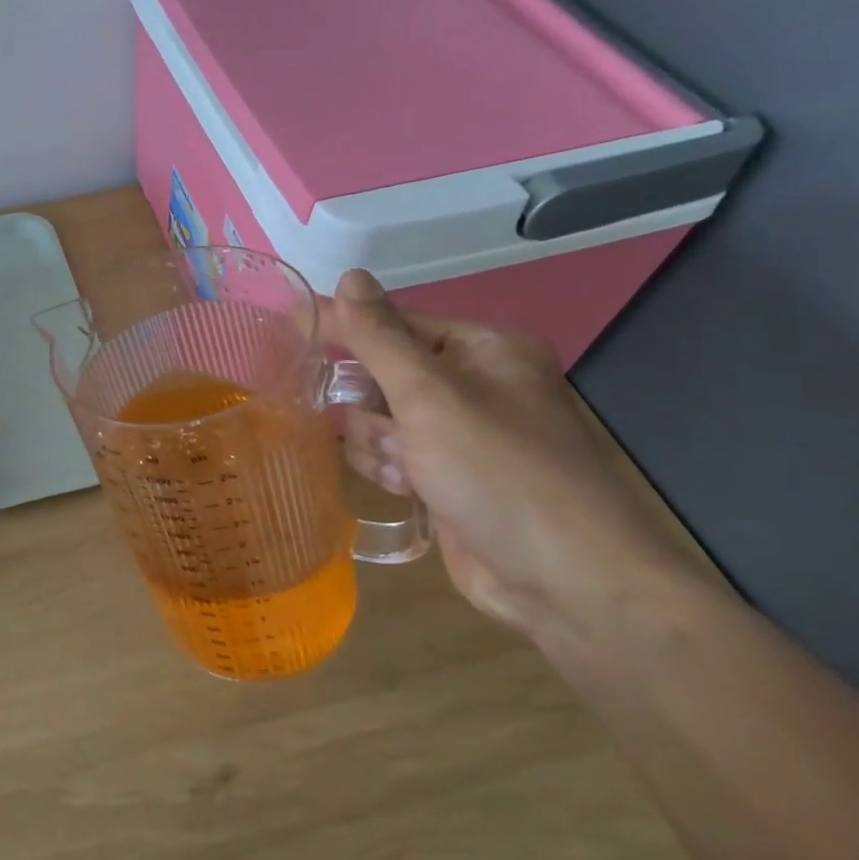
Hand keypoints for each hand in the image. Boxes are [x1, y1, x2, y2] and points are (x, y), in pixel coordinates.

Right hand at [325, 270, 695, 638]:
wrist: (565, 583)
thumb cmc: (498, 471)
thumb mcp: (429, 395)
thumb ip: (379, 336)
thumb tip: (348, 276)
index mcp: (482, 350)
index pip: (395, 323)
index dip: (347, 327)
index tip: (294, 325)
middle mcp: (474, 386)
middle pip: (383, 373)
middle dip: (370, 402)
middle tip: (371, 424)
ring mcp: (461, 436)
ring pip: (380, 418)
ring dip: (378, 442)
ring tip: (404, 468)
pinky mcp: (448, 478)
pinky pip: (393, 455)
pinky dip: (390, 469)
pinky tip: (408, 490)